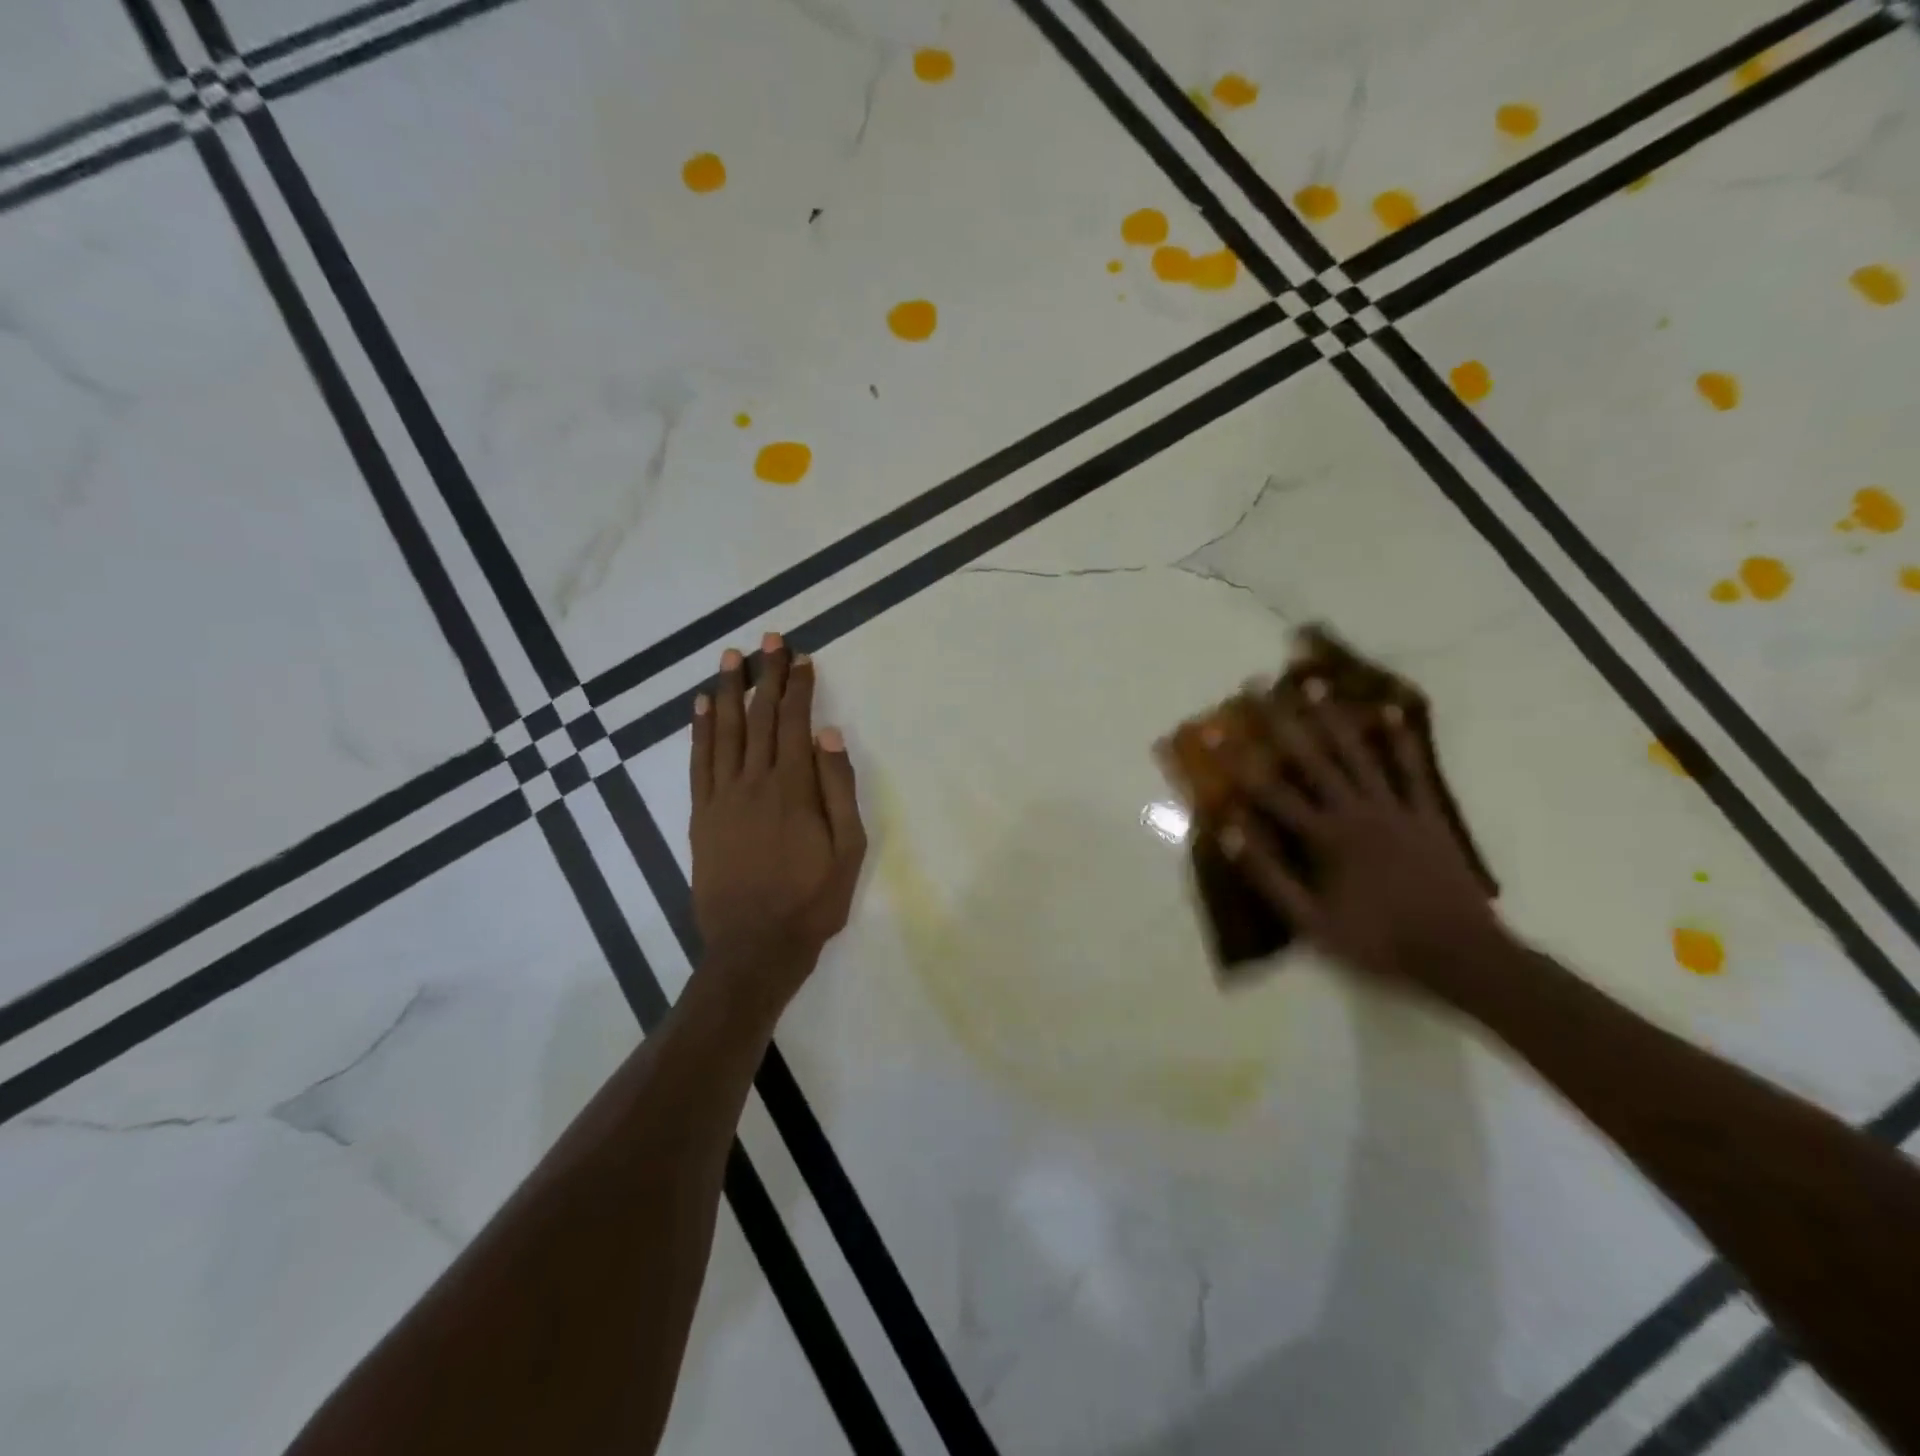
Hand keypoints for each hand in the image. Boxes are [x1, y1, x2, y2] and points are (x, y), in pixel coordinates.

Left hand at [689, 634, 866, 1008]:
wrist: (754, 946)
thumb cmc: (812, 900)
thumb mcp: (848, 849)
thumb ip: (838, 789)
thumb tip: (830, 735)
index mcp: (793, 789)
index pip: (794, 723)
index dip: (798, 687)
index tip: (800, 656)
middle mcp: (754, 783)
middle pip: (759, 717)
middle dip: (766, 675)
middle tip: (768, 638)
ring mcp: (721, 797)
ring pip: (723, 731)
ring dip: (728, 690)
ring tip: (731, 657)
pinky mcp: (701, 816)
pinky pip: (698, 763)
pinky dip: (698, 730)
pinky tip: (700, 706)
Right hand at [1213, 699, 1506, 999]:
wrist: (1459, 954)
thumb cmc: (1377, 941)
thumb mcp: (1311, 922)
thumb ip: (1269, 876)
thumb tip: (1230, 833)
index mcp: (1325, 838)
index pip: (1270, 791)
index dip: (1237, 759)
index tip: (1213, 730)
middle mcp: (1356, 811)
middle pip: (1312, 758)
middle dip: (1281, 720)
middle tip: (1258, 685)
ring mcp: (1394, 808)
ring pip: (1358, 754)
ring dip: (1333, 717)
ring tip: (1313, 683)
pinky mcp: (1426, 814)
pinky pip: (1411, 771)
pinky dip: (1401, 742)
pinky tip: (1390, 713)